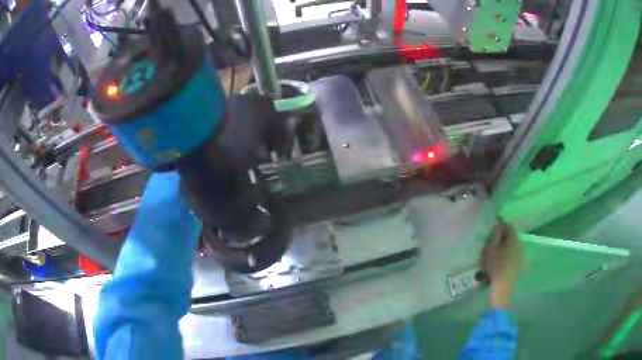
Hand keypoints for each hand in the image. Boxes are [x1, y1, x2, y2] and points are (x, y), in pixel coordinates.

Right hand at [480, 222, 522, 307]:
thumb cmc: (496, 267)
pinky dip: (507, 257)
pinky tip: (500, 265)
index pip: (508, 225)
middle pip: (511, 236)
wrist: (504, 287)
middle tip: (491, 246)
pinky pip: (513, 256)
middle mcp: (520, 244)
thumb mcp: (491, 249)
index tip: (491, 234)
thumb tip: (498, 224)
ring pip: (512, 246)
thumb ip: (495, 234)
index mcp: (513, 238)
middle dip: (501, 239)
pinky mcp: (520, 265)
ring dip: (504, 249)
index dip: (500, 227)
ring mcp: (522, 255)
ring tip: (494, 258)